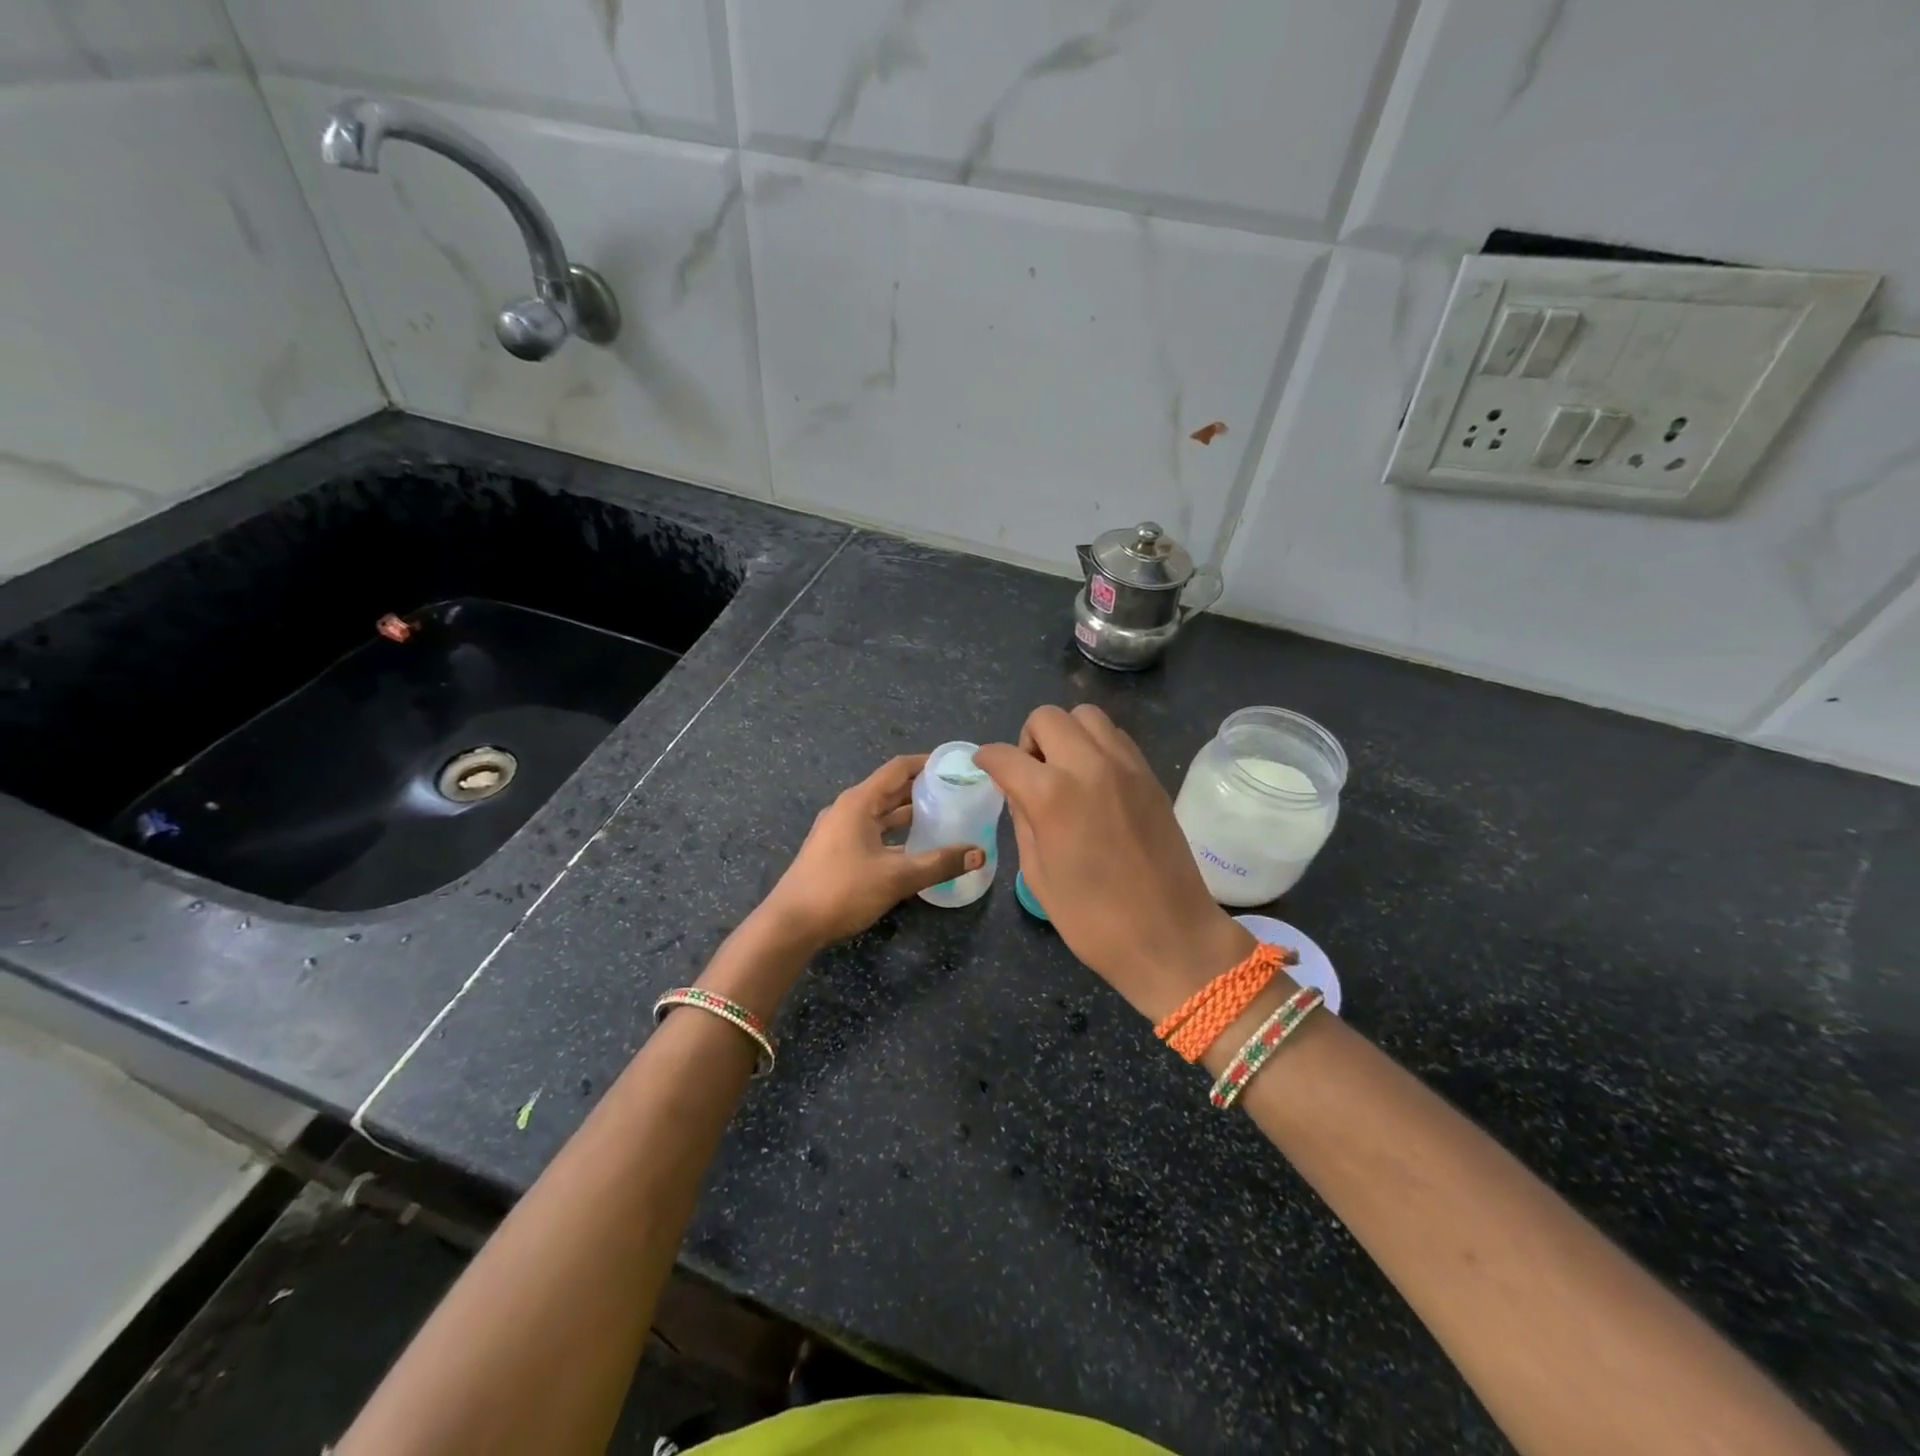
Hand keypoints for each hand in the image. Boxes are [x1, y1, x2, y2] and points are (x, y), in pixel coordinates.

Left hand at [757, 754, 983, 952]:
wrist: (790, 924)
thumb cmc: (842, 890)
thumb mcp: (896, 877)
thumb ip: (940, 863)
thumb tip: (979, 854)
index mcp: (859, 802)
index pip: (898, 768)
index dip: (927, 763)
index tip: (955, 766)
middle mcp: (848, 809)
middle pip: (890, 789)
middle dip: (922, 789)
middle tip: (957, 793)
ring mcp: (839, 830)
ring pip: (881, 813)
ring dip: (909, 814)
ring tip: (943, 817)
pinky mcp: (836, 851)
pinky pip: (872, 832)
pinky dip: (895, 834)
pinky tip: (916, 848)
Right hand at [976, 705, 1252, 1022]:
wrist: (1170, 936)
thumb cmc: (1093, 920)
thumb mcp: (1038, 875)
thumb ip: (1022, 821)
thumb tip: (1016, 790)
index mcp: (1052, 795)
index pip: (1005, 755)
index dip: (987, 759)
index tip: (985, 767)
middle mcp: (1089, 766)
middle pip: (1047, 717)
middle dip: (1027, 740)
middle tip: (1030, 774)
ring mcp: (1126, 766)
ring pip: (1086, 715)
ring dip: (1065, 734)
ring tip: (1064, 772)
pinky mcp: (1150, 775)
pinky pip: (1115, 736)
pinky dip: (1095, 744)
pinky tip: (1094, 780)